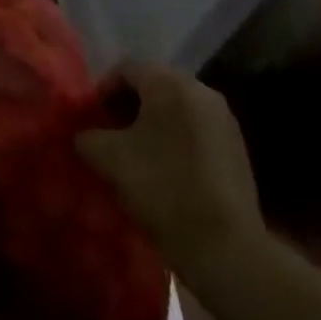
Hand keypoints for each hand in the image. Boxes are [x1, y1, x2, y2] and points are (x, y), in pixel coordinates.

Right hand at [76, 62, 262, 263]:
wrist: (227, 249)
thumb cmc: (163, 189)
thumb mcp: (110, 160)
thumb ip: (88, 137)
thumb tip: (83, 135)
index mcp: (169, 83)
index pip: (126, 69)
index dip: (103, 90)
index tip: (92, 119)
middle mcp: (200, 89)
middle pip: (153, 86)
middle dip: (128, 106)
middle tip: (111, 135)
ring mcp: (223, 119)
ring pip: (176, 109)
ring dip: (153, 124)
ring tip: (137, 155)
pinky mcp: (237, 148)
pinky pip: (196, 130)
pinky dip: (176, 140)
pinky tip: (167, 171)